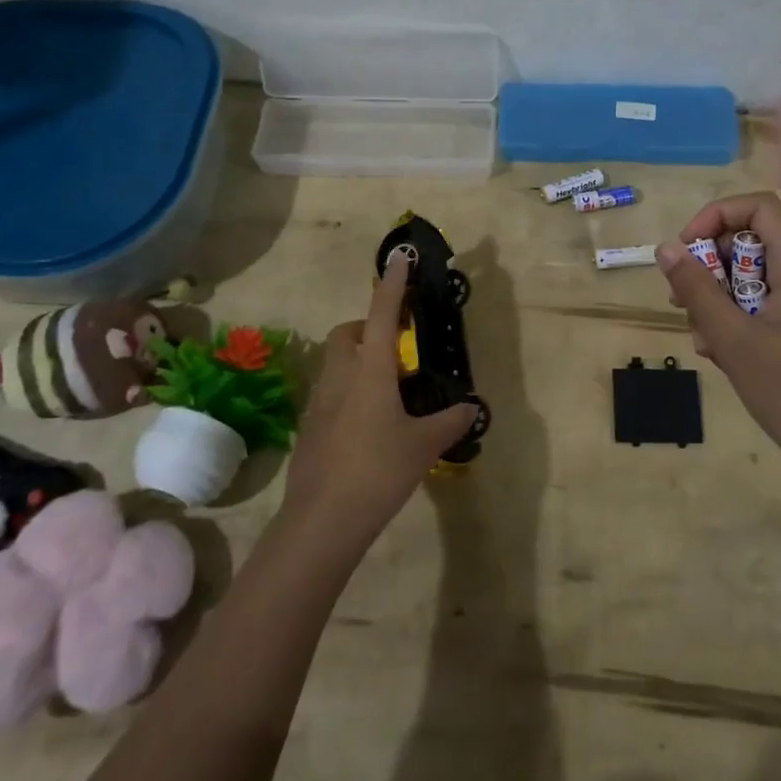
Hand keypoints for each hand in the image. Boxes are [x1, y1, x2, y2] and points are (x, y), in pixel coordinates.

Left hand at [279, 253, 478, 549]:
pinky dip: (348, 392)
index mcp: (370, 371)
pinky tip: (367, 424)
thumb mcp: (424, 446)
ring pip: (335, 363)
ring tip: (386, 388)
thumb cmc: (378, 471)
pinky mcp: (309, 428)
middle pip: (346, 334)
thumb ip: (449, 423)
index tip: (399, 259)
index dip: (392, 285)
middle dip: (367, 327)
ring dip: (356, 360)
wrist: (322, 521)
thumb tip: (471, 410)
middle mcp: (341, 377)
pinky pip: (329, 393)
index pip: (382, 315)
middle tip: (394, 347)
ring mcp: (319, 403)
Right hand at [656, 192, 780, 509]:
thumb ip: (697, 290)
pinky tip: (721, 354)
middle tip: (682, 303)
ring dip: (718, 298)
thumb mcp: (733, 340)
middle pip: (751, 241)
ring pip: (752, 276)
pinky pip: (763, 303)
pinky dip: (736, 319)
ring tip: (702, 338)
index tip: (686, 252)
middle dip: (710, 266)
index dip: (716, 217)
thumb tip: (666, 248)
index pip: (758, 207)